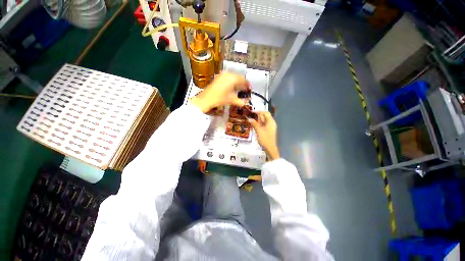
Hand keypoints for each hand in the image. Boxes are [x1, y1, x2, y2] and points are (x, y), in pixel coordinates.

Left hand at [190, 73, 248, 112]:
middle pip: (239, 77)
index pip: (244, 79)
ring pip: (233, 77)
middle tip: (245, 89)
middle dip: (242, 83)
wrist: (206, 99)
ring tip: (239, 89)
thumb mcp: (232, 100)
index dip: (248, 84)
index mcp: (233, 78)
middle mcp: (228, 74)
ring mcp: (222, 75)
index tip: (249, 88)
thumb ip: (241, 101)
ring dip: (237, 82)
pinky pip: (228, 78)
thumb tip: (246, 102)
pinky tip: (231, 88)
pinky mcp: (218, 77)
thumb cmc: (219, 99)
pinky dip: (231, 82)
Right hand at [249, 111, 279, 160]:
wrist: (270, 148)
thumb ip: (254, 124)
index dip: (259, 111)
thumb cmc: (265, 139)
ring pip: (264, 121)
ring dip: (258, 119)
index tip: (252, 112)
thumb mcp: (259, 131)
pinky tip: (255, 124)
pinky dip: (259, 123)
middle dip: (258, 115)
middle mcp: (271, 123)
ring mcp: (270, 127)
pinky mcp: (268, 130)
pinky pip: (264, 124)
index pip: (266, 113)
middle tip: (251, 115)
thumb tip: (249, 118)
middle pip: (265, 116)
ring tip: (251, 119)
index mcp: (271, 122)